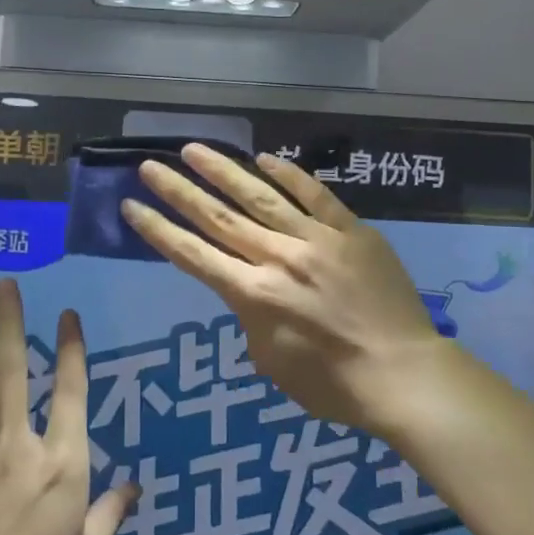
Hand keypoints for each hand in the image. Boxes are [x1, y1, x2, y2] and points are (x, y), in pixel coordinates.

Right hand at [121, 145, 445, 433]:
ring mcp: (316, 239)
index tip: (131, 205)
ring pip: (261, 196)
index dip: (158, 230)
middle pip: (218, 218)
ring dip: (224, 171)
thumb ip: (251, 316)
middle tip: (150, 165)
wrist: (402, 373)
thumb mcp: (271, 362)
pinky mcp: (351, 230)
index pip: (192, 255)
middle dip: (179, 191)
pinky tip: (265, 158)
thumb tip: (250, 288)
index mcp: (253, 295)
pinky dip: (289, 175)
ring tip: (194, 149)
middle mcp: (278, 258)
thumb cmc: (332, 384)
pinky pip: (316, 195)